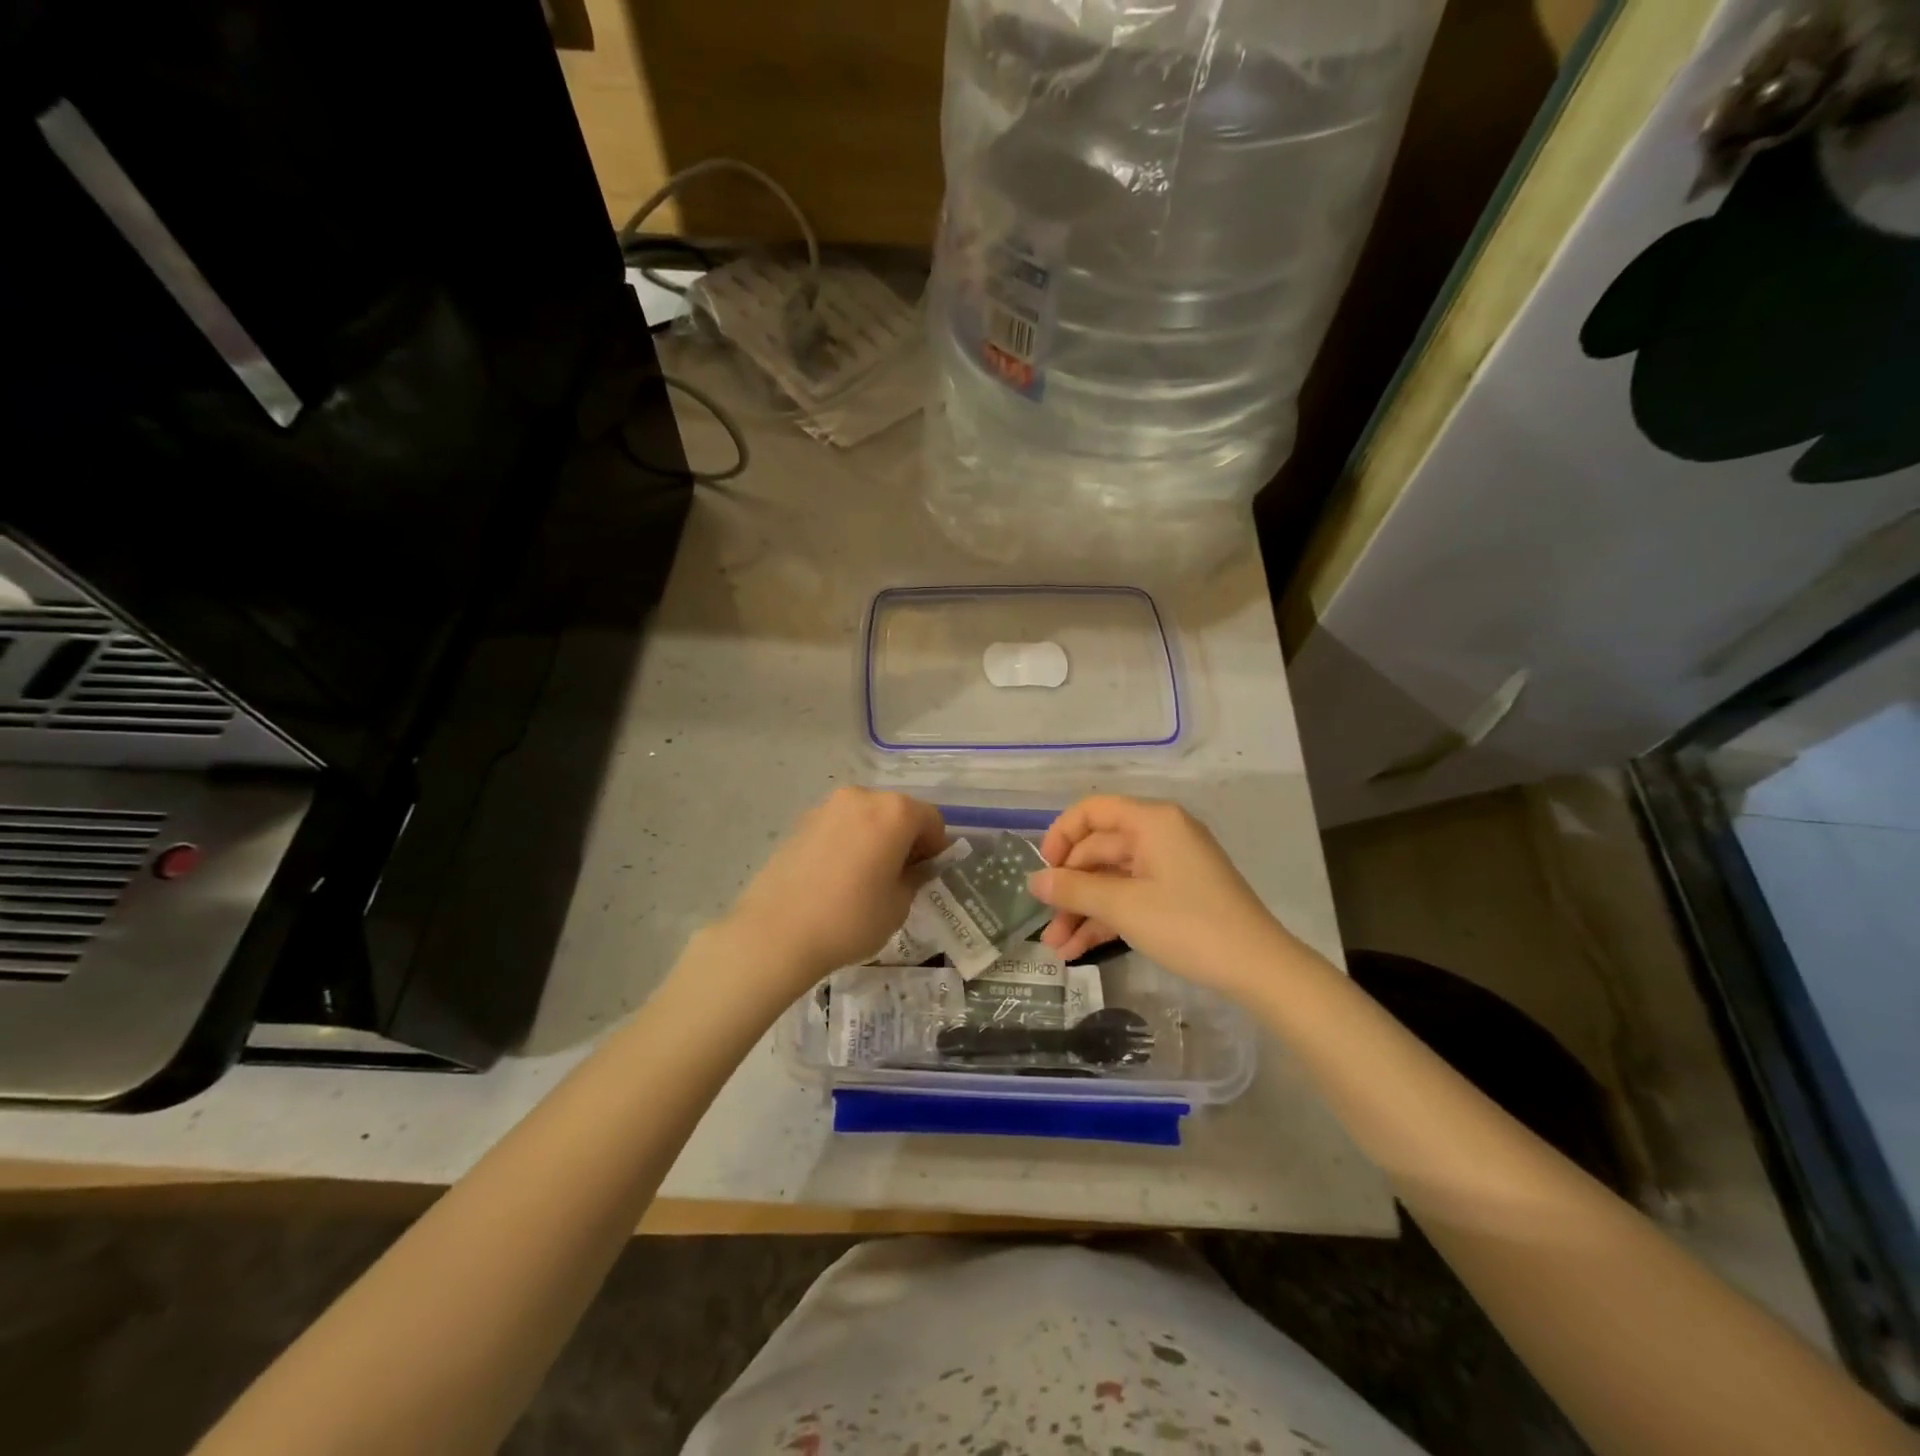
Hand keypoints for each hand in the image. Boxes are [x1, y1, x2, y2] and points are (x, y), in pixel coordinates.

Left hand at [722, 788, 947, 986]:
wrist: (776, 933)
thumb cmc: (850, 919)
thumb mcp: (898, 906)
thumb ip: (914, 878)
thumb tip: (915, 868)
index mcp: (894, 812)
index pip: (931, 819)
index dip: (935, 847)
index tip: (927, 874)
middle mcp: (862, 797)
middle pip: (897, 811)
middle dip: (905, 838)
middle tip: (898, 876)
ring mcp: (827, 806)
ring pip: (866, 816)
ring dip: (875, 837)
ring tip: (864, 877)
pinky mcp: (801, 822)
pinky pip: (839, 826)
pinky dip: (848, 842)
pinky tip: (836, 877)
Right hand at [1033, 796, 1292, 994]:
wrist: (1259, 968)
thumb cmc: (1188, 925)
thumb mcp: (1124, 906)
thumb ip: (1074, 890)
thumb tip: (1034, 880)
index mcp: (1152, 821)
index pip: (1092, 811)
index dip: (1061, 836)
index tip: (1043, 871)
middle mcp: (1160, 835)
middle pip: (1099, 850)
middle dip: (1069, 888)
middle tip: (1045, 922)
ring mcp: (1170, 866)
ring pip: (1112, 879)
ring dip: (1083, 910)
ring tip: (1056, 948)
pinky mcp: (1177, 894)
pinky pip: (1131, 897)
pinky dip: (1106, 919)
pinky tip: (1078, 949)